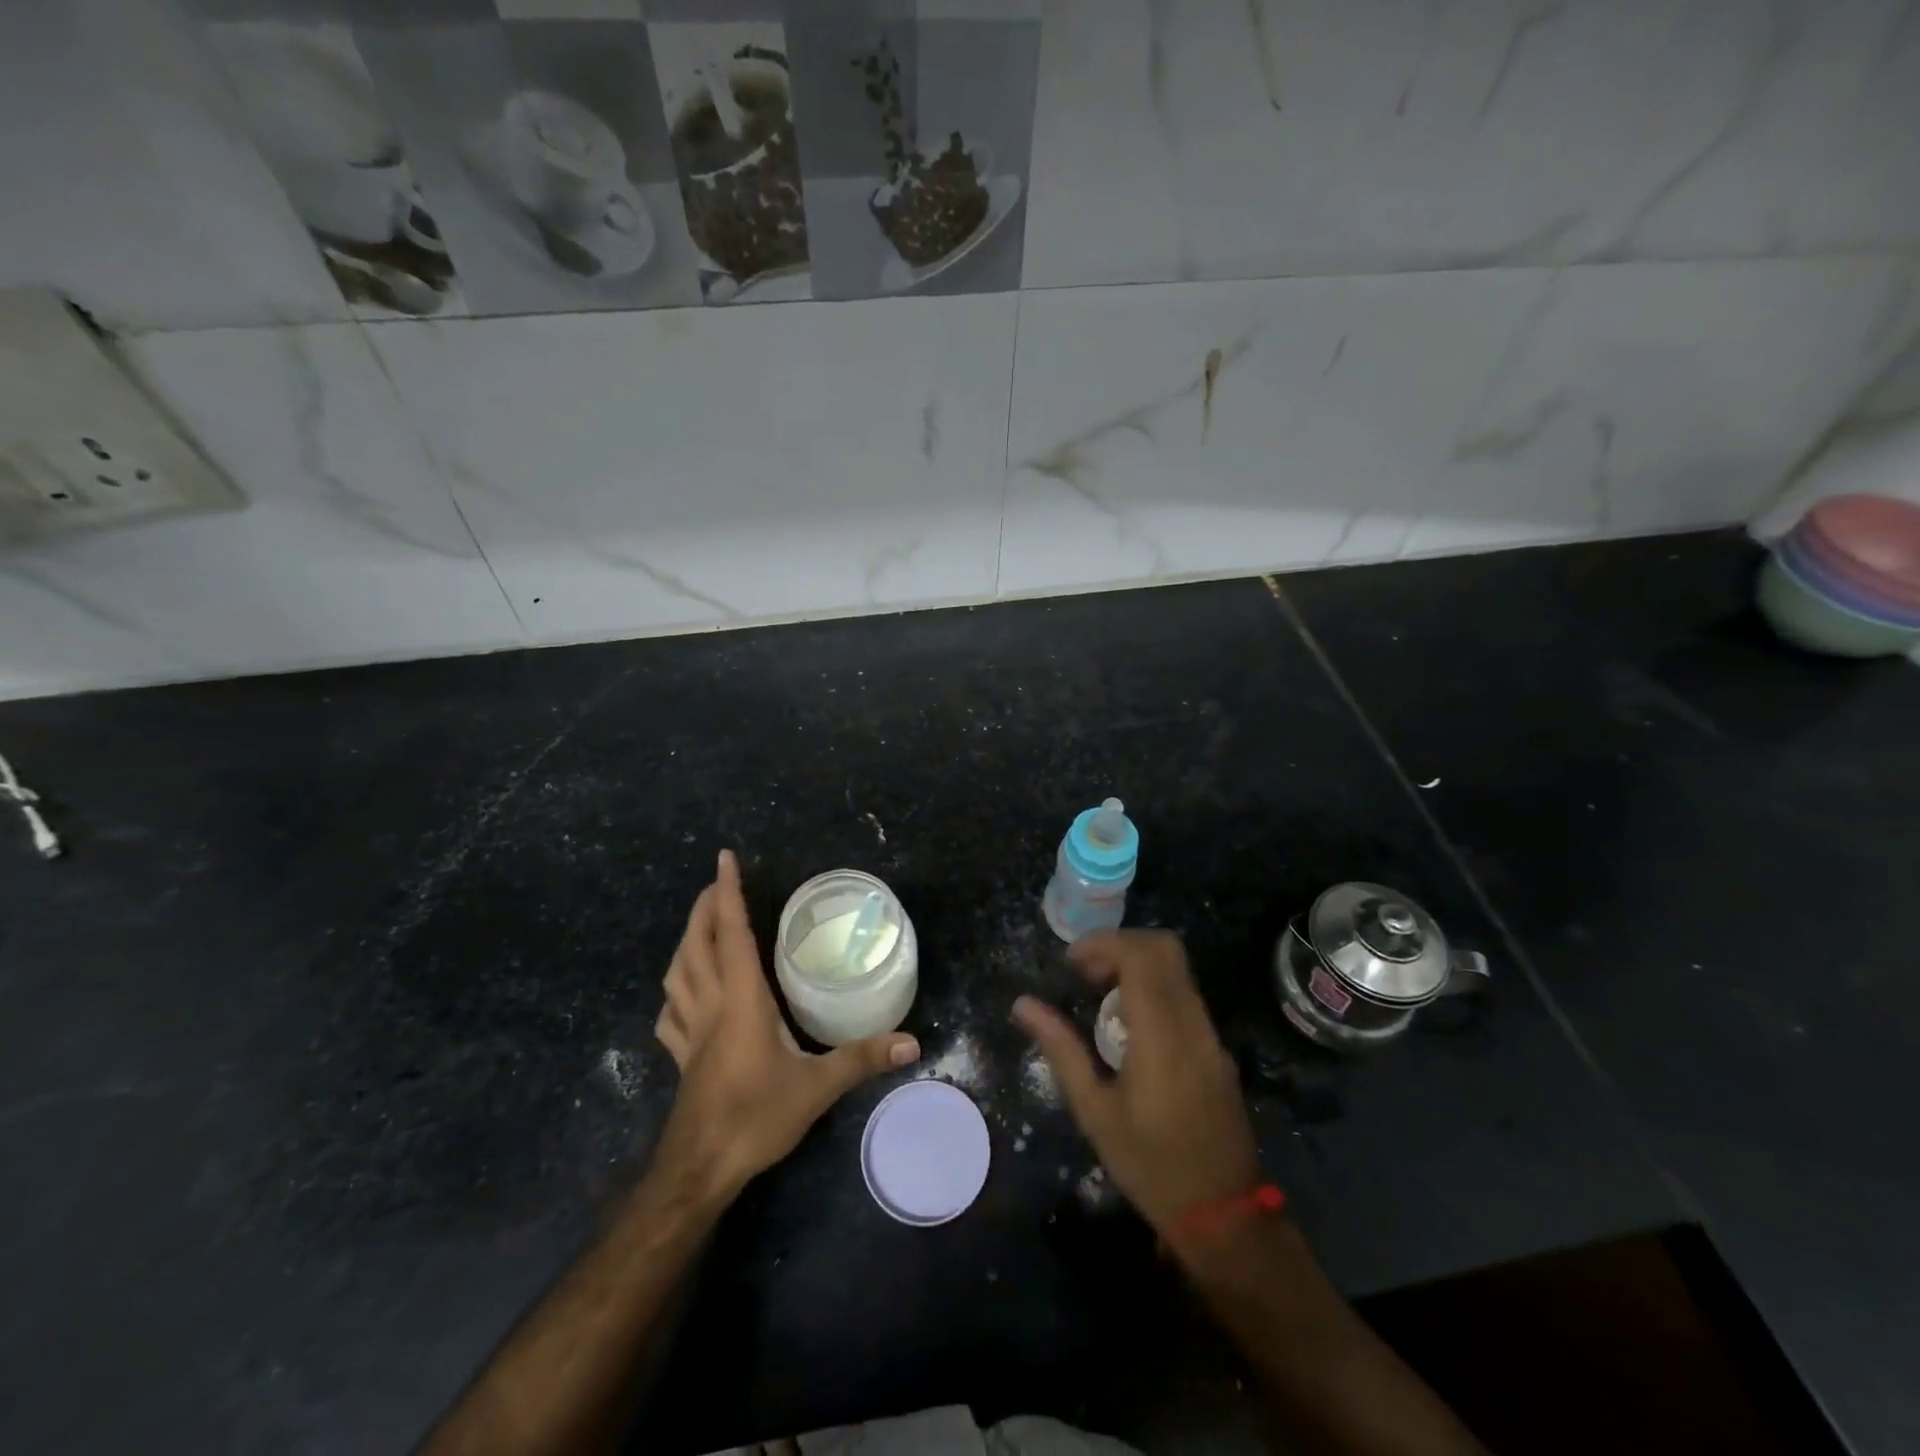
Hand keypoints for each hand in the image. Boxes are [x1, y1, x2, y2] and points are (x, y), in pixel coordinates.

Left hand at [651, 850, 919, 1207]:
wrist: (698, 1171)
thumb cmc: (755, 1119)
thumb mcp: (816, 1088)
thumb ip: (862, 1059)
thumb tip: (912, 1042)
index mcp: (741, 1000)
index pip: (732, 933)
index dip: (727, 893)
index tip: (724, 859)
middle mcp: (711, 1006)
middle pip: (697, 945)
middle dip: (703, 908)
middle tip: (715, 883)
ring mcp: (690, 1032)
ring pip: (677, 974)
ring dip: (686, 942)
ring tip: (699, 926)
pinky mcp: (682, 1057)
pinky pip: (672, 1013)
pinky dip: (675, 991)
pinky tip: (683, 994)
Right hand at [1014, 930, 1259, 1233]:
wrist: (1223, 1215)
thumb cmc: (1149, 1164)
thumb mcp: (1094, 1110)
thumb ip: (1061, 1049)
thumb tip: (1023, 1004)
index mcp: (1161, 1034)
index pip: (1141, 955)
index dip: (1104, 943)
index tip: (1071, 961)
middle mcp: (1192, 1023)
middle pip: (1165, 948)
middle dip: (1120, 945)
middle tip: (1085, 971)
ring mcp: (1210, 1034)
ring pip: (1178, 969)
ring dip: (1137, 964)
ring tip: (1098, 993)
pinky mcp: (1216, 1048)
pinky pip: (1185, 994)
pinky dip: (1154, 986)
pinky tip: (1127, 1022)